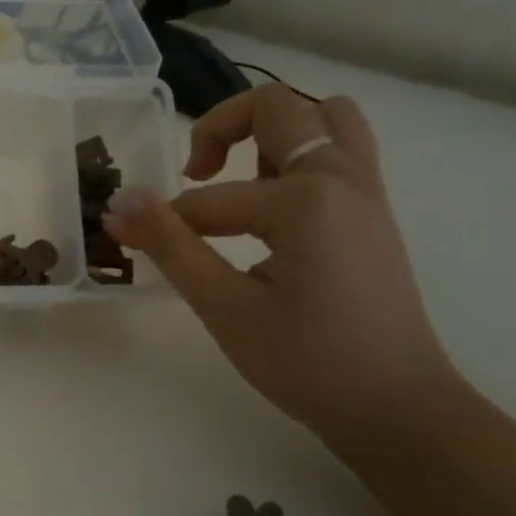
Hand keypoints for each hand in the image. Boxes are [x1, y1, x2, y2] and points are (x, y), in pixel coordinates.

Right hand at [102, 84, 464, 455]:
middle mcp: (341, 176)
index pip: (209, 199)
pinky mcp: (375, 211)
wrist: (397, 408)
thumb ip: (170, 247)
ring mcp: (367, 190)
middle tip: (195, 176)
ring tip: (242, 183)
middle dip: (221, 129)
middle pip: (275, 108)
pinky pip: (342, 148)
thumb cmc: (307, 363)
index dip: (160, 221)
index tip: (127, 239)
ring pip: (323, 116)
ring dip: (273, 133)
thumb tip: (119, 203)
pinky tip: (275, 205)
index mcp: (304, 199)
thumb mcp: (224, 307)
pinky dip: (303, 153)